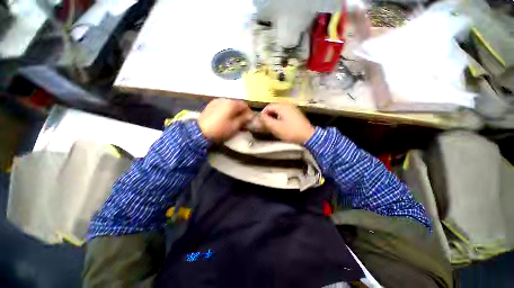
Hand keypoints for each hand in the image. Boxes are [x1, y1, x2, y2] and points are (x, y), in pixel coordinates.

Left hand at [198, 99, 252, 141]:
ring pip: (229, 105)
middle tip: (242, 121)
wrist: (200, 131)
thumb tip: (250, 116)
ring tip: (234, 119)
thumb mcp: (235, 126)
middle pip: (237, 104)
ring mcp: (216, 101)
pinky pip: (222, 106)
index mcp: (232, 104)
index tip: (249, 120)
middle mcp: (225, 99)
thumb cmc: (220, 129)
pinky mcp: (210, 105)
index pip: (245, 105)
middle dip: (241, 112)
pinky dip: (226, 110)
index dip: (249, 112)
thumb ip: (244, 119)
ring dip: (234, 111)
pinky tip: (225, 117)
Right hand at [261, 103, 314, 143]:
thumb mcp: (276, 127)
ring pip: (279, 110)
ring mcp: (293, 108)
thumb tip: (260, 116)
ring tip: (273, 125)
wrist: (308, 136)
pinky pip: (285, 113)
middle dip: (269, 115)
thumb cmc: (290, 131)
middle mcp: (287, 104)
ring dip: (274, 116)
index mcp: (282, 106)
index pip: (268, 106)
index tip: (262, 122)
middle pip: (274, 107)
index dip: (263, 114)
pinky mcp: (296, 113)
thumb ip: (266, 120)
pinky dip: (280, 117)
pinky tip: (282, 124)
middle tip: (267, 124)